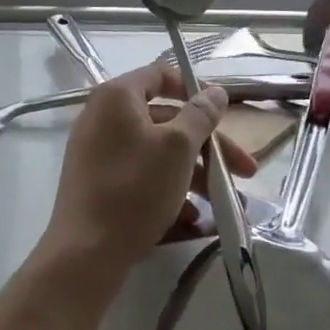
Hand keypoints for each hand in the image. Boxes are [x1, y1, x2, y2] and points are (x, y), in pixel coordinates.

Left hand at [39, 63, 250, 281]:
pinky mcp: (98, 183)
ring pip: (156, 152)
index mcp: (117, 97)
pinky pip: (140, 176)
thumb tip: (215, 91)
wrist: (85, 254)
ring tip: (223, 202)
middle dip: (207, 145)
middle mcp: (102, 117)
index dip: (194, 89)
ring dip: (194, 173)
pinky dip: (168, 190)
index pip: (160, 74)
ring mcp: (97, 152)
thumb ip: (200, 115)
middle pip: (165, 120)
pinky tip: (193, 219)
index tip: (222, 113)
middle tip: (243, 170)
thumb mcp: (177, 148)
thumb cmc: (135, 189)